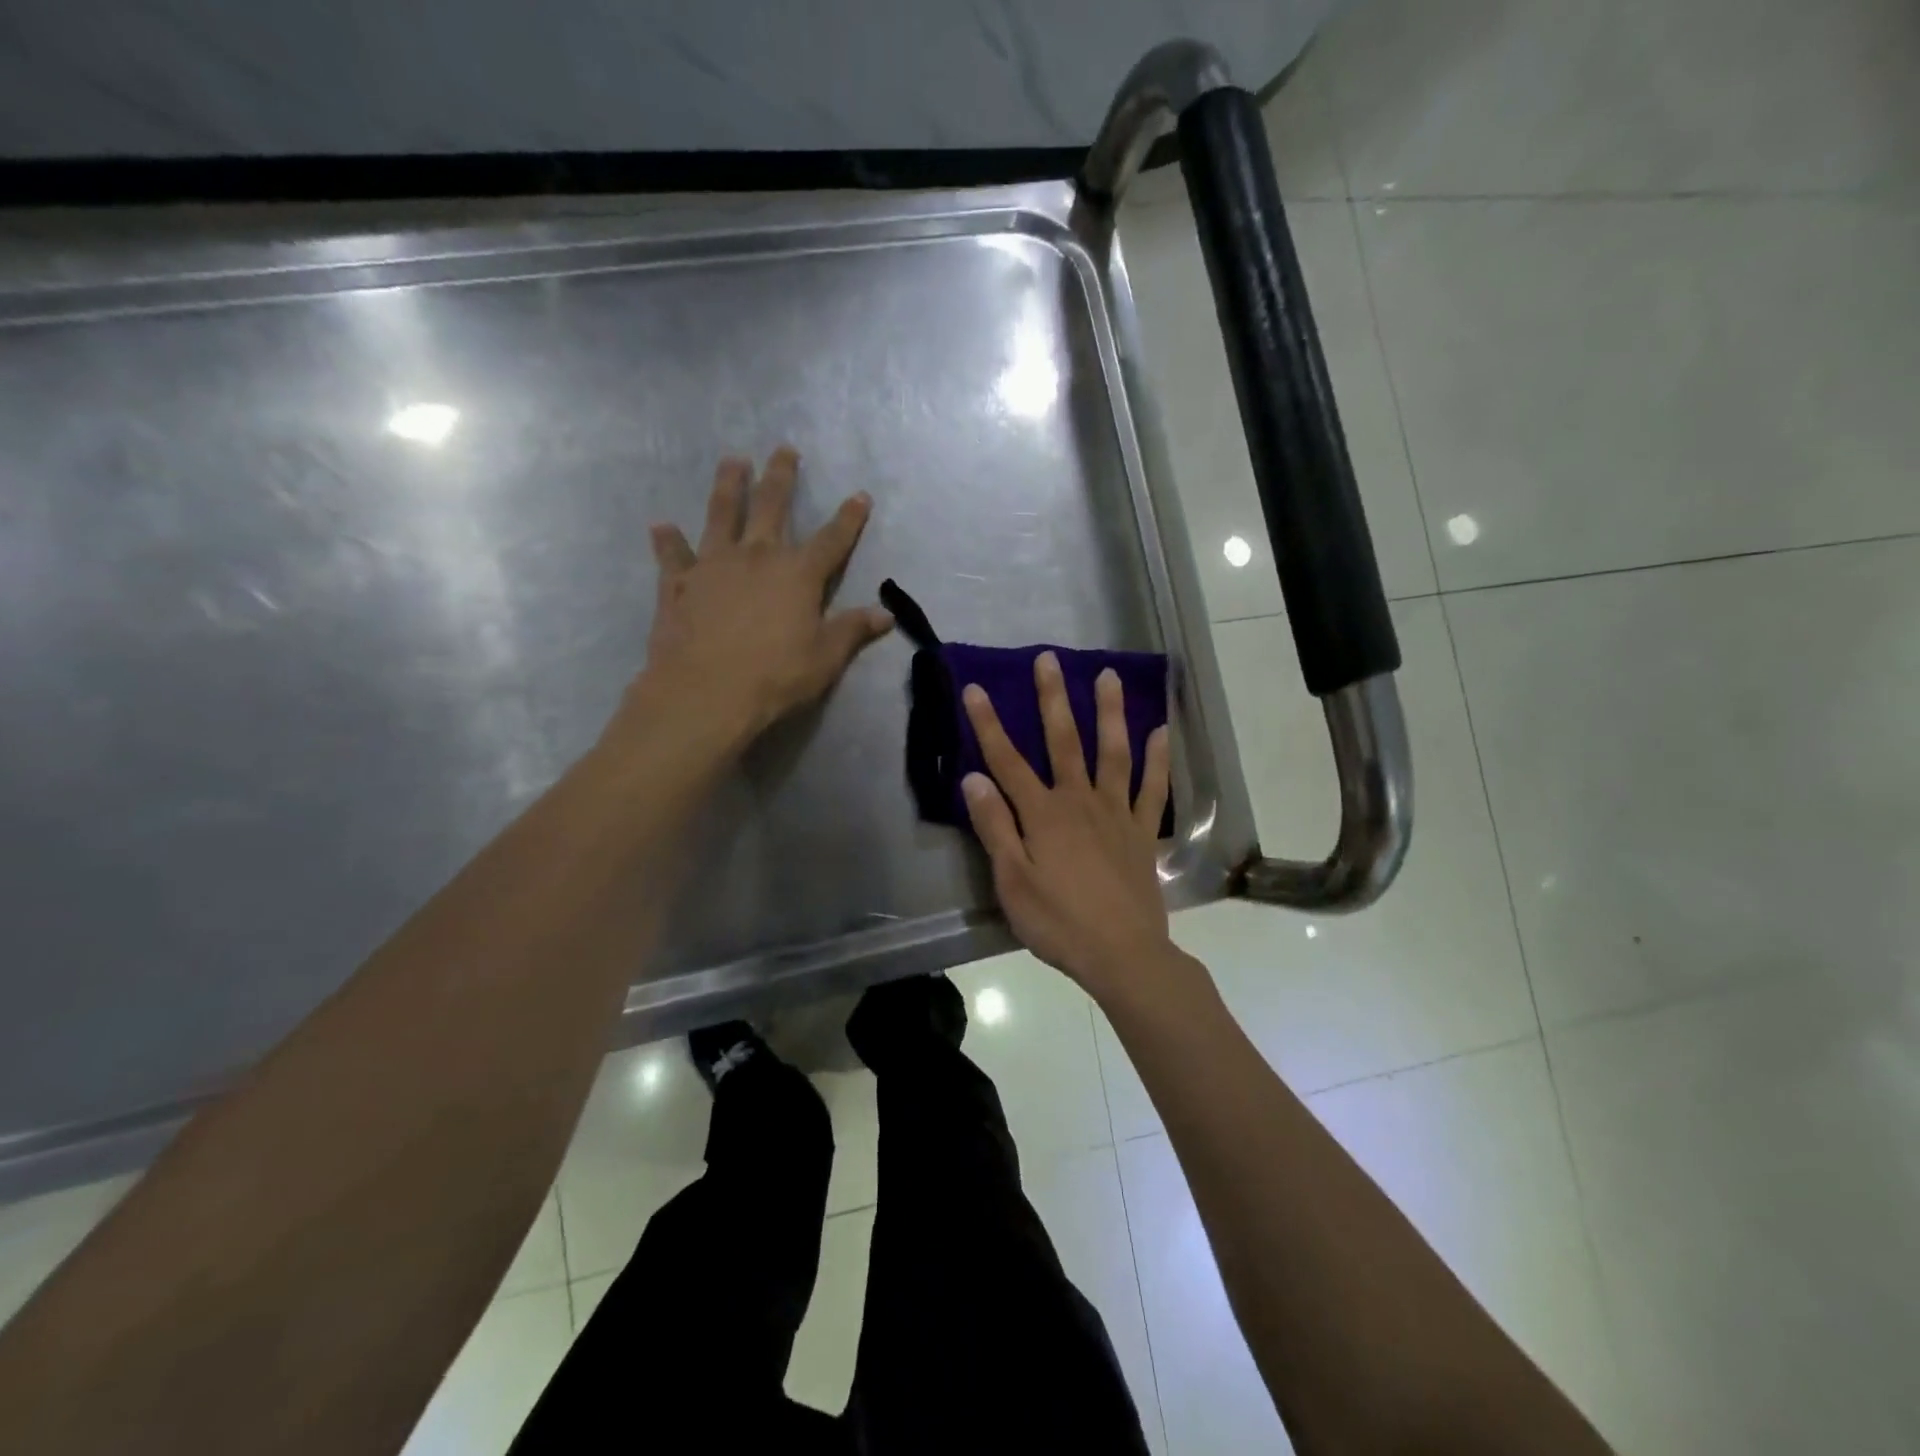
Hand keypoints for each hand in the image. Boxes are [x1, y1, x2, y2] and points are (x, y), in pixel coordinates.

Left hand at [612, 448, 892, 750]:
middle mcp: (757, 556)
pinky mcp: (679, 583)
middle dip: (781, 477)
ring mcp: (713, 565)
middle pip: (771, 506)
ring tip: (732, 461)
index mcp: (798, 574)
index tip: (860, 495)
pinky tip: (661, 526)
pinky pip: (673, 555)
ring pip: (721, 514)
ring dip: (727, 485)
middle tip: (783, 449)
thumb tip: (885, 614)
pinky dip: (668, 541)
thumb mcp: (825, 658)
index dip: (849, 518)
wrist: (706, 692)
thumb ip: (853, 630)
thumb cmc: (775, 676)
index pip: (833, 539)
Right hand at [960, 651, 1173, 991]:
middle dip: (1052, 698)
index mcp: (1042, 814)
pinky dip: (1158, 759)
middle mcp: (1079, 801)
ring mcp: (1116, 812)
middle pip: (1063, 741)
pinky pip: (1153, 788)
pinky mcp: (1142, 831)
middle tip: (1049, 659)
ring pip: (1112, 752)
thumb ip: (995, 827)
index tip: (974, 688)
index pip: (1007, 761)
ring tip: (1108, 676)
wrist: (1122, 954)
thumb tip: (973, 778)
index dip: (988, 724)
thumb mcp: (1012, 881)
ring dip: (1109, 712)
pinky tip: (1161, 731)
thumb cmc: (1058, 922)